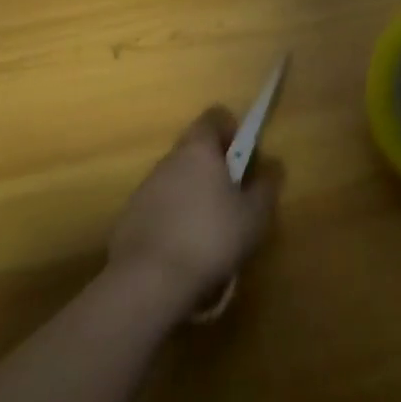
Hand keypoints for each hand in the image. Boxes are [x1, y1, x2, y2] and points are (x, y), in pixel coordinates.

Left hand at [106, 107, 281, 313]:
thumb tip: (273, 165)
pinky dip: (171, 222)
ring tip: (208, 234)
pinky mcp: (128, 220)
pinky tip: (182, 253)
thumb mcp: (253, 216)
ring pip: (176, 181)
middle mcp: (169, 160)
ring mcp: (144, 190)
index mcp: (199, 149)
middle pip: (194, 151)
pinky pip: (157, 210)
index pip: (214, 117)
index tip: (243, 157)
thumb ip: (266, 186)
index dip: (232, 130)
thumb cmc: (209, 238)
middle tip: (232, 201)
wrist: (147, 284)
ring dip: (192, 197)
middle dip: (213, 170)